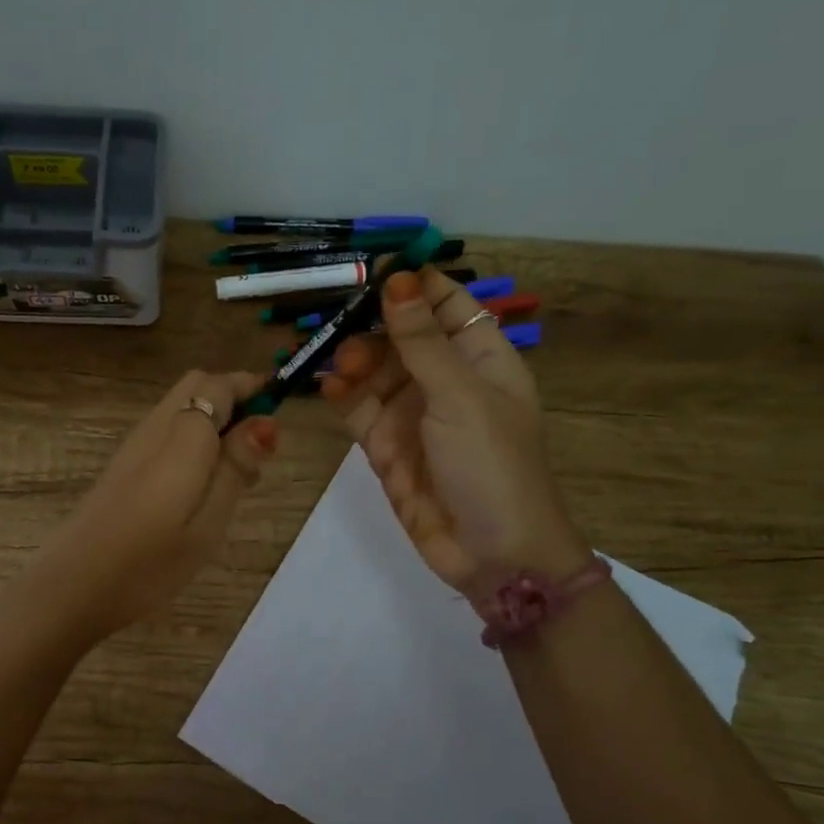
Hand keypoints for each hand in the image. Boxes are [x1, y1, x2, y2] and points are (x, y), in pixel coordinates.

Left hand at [28, 369, 277, 643]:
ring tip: (234, 475)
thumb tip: (265, 420)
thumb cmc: (150, 562)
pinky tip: (197, 486)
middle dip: (233, 398)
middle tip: (257, 448)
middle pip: (198, 384)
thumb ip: (236, 466)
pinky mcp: (122, 465)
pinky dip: (192, 438)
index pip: (221, 384)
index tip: (278, 415)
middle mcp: (156, 427)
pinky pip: (166, 430)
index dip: (253, 388)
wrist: (73, 585)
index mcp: (184, 436)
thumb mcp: (209, 522)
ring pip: (181, 406)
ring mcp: (134, 444)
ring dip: (213, 420)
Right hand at [321, 267, 589, 598]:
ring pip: (375, 371)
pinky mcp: (386, 447)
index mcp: (482, 359)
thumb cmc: (492, 465)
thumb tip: (399, 279)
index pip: (447, 305)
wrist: (493, 554)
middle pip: (402, 336)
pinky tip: (329, 388)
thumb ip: (422, 342)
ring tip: (341, 364)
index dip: (415, 285)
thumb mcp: (460, 397)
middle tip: (343, 321)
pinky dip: (342, 396)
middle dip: (373, 325)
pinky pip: (359, 410)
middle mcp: (446, 381)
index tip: (374, 269)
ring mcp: (413, 415)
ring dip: (354, 360)